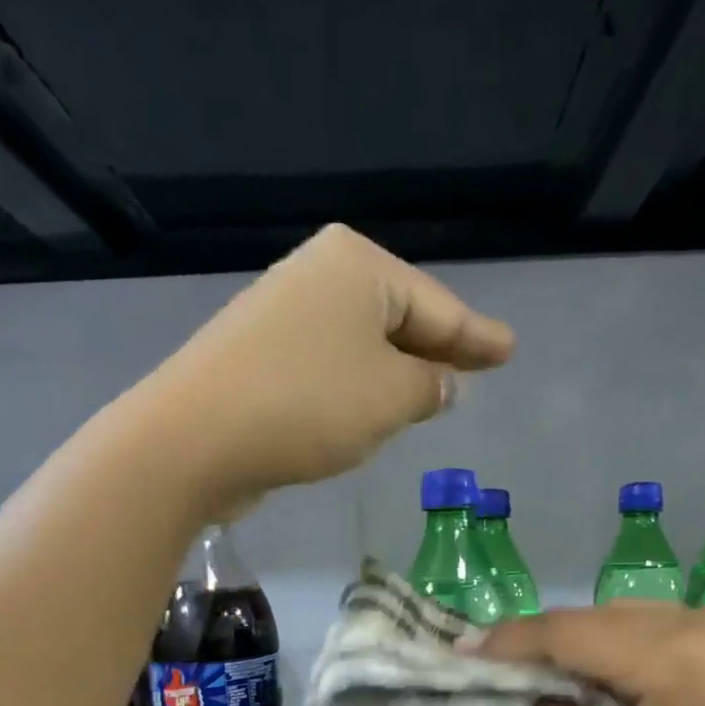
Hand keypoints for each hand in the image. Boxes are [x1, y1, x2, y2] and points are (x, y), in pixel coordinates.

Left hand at [153, 224, 514, 518]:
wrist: (194, 438)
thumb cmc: (308, 405)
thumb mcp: (391, 397)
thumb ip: (428, 387)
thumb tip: (439, 384)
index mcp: (359, 267)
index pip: (437, 307)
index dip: (477, 336)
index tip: (510, 349)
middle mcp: (319, 277)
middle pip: (399, 318)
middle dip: (438, 350)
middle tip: (478, 368)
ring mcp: (283, 313)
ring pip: (363, 345)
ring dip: (396, 372)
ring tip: (434, 393)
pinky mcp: (259, 355)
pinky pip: (331, 367)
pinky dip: (358, 387)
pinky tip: (372, 408)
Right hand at [480, 603, 704, 705]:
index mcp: (668, 655)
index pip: (563, 632)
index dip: (506, 642)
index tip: (460, 654)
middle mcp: (692, 618)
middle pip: (590, 618)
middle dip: (536, 643)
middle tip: (490, 671)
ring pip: (621, 618)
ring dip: (576, 644)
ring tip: (535, 677)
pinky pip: (655, 628)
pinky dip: (615, 648)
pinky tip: (598, 677)